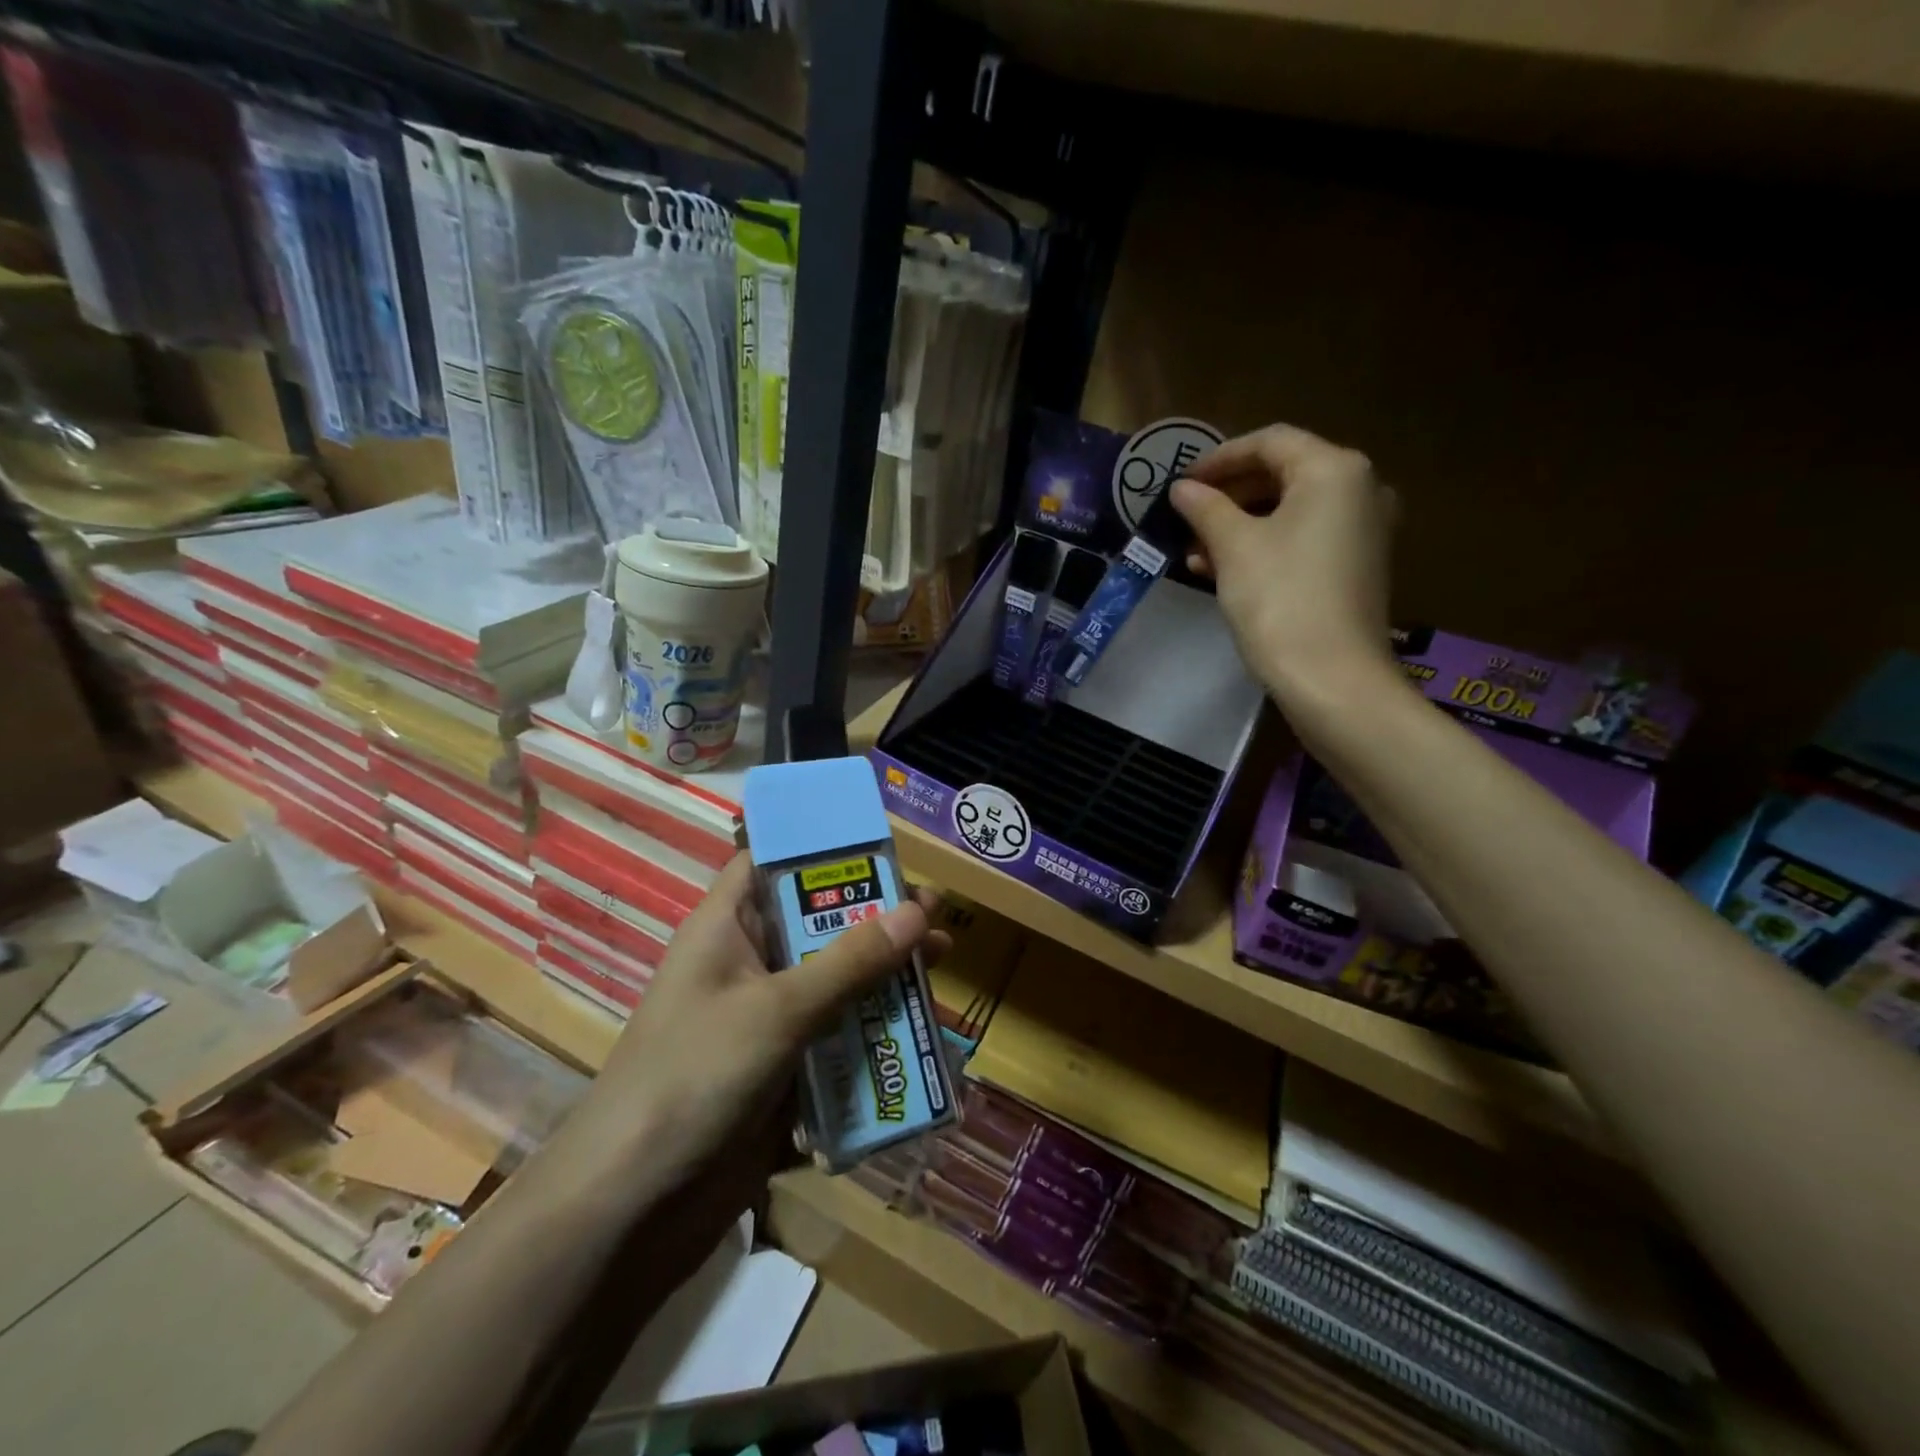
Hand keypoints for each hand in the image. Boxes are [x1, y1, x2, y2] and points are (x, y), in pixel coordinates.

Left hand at [565, 855, 947, 1213]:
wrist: (632, 1211)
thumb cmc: (695, 1078)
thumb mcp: (779, 1010)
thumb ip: (850, 961)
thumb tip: (917, 909)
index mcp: (727, 929)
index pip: (772, 863)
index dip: (823, 849)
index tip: (884, 849)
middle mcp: (747, 967)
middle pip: (817, 924)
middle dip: (875, 918)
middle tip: (935, 914)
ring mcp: (764, 1023)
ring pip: (833, 983)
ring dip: (882, 977)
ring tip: (940, 963)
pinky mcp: (781, 1072)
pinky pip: (835, 1038)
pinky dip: (872, 1034)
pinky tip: (918, 1033)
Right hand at [1170, 424, 1398, 720]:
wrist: (1332, 677)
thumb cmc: (1280, 599)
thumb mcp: (1234, 547)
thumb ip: (1205, 508)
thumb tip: (1182, 489)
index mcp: (1334, 470)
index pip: (1270, 442)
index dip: (1220, 458)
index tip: (1182, 482)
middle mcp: (1360, 490)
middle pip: (1283, 475)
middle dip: (1228, 496)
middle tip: (1187, 517)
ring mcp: (1364, 531)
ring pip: (1291, 512)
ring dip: (1240, 525)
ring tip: (1196, 552)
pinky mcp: (1357, 567)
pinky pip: (1305, 540)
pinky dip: (1265, 546)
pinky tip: (1223, 571)